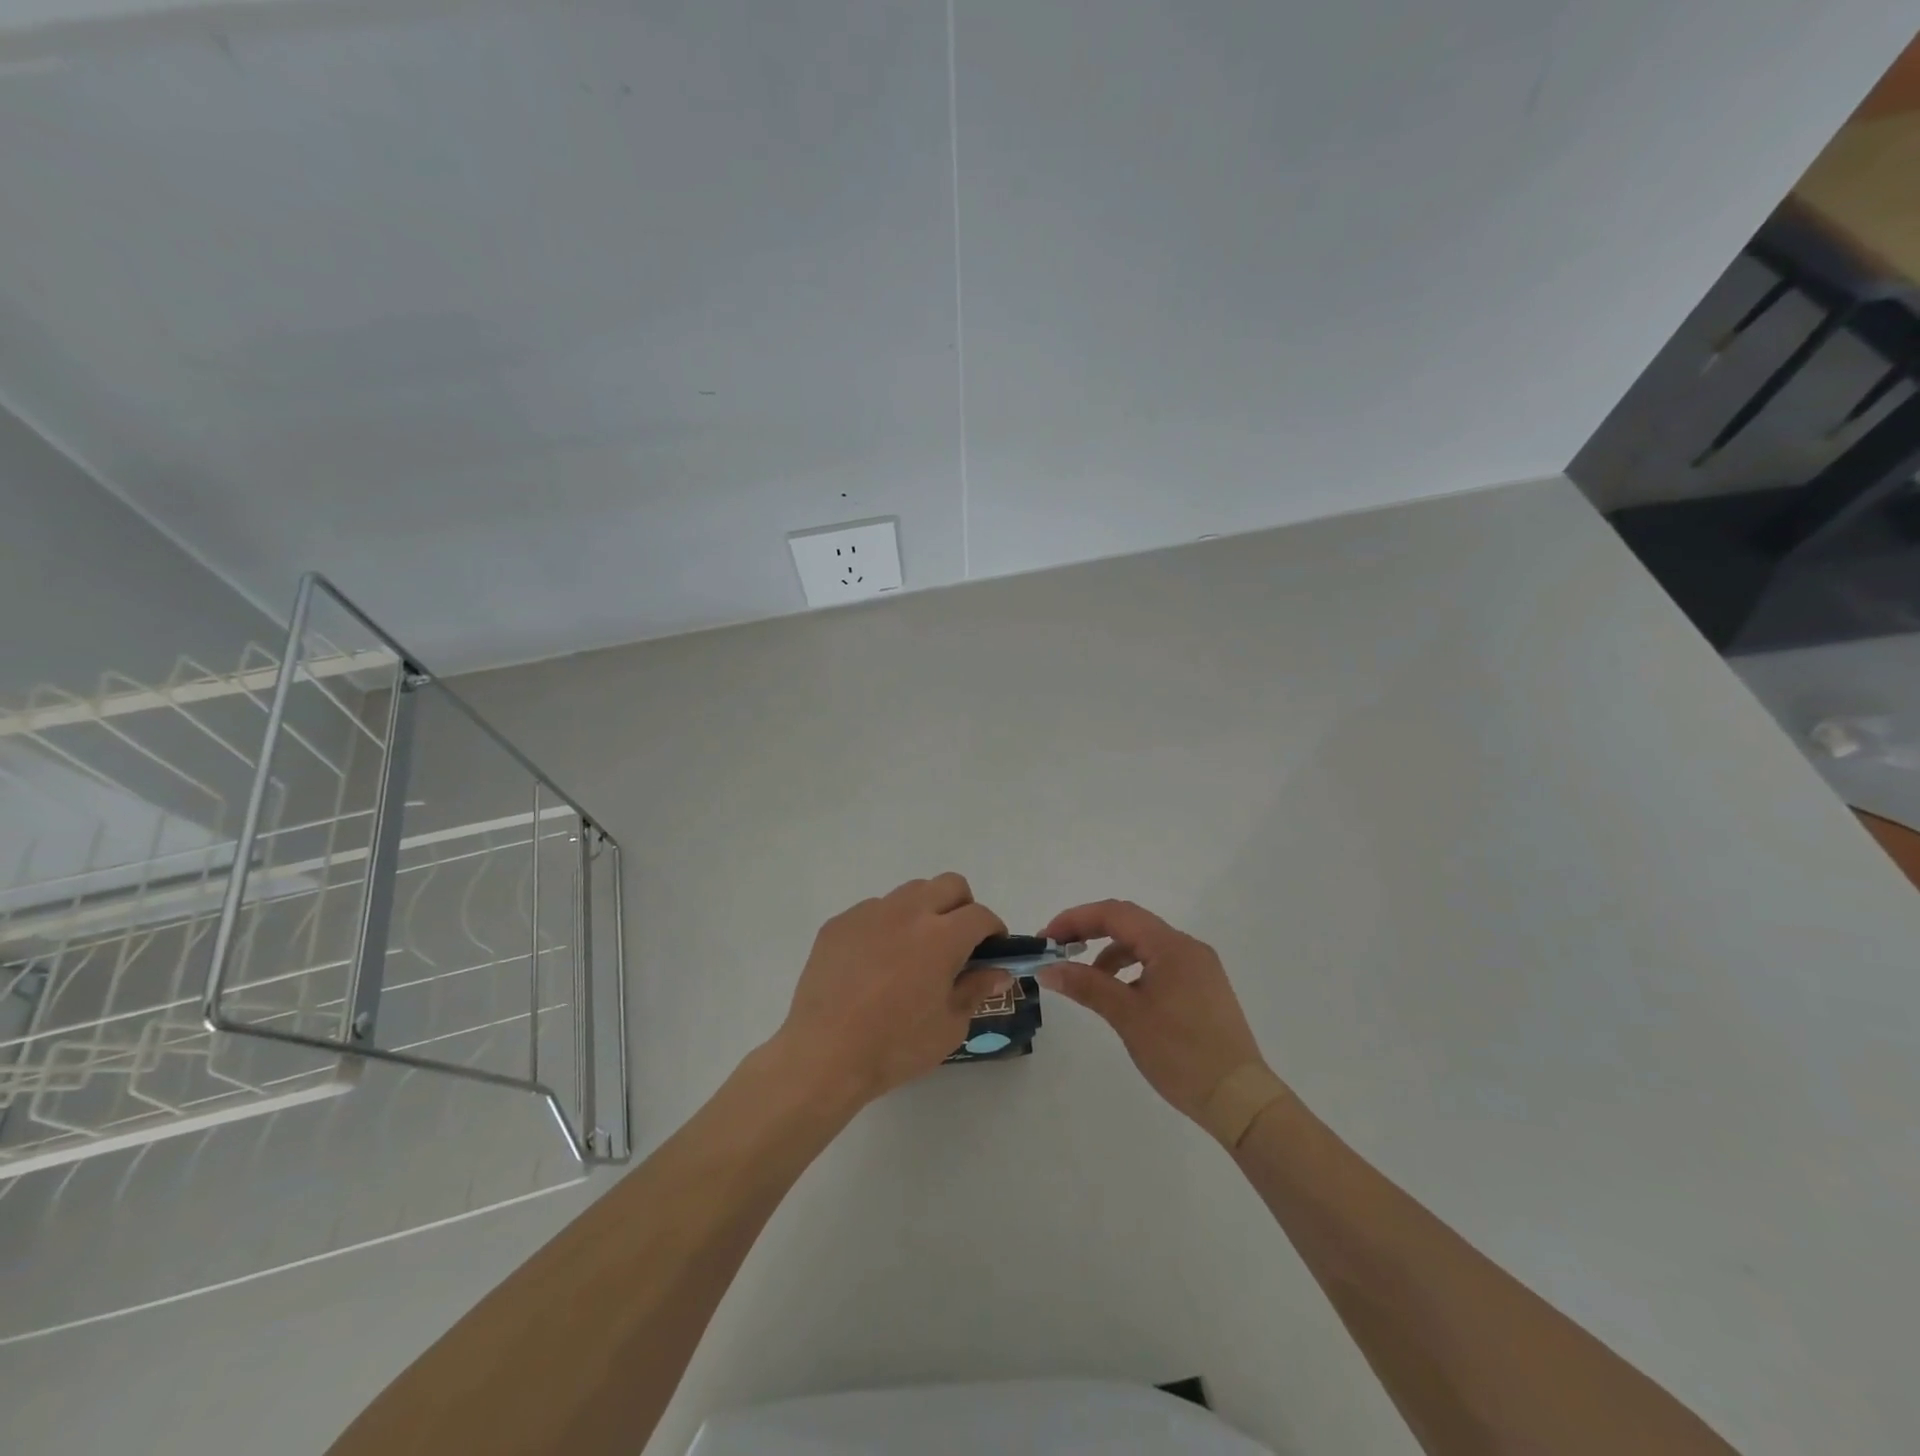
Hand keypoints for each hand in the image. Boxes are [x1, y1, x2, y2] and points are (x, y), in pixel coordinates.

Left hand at [772, 874, 1011, 1106]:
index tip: (992, 950)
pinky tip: (876, 963)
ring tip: (915, 951)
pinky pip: (874, 910)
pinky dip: (886, 926)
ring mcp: (869, 913)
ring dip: (924, 911)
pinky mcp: (839, 923)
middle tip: (958, 942)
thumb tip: (998, 971)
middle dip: (963, 906)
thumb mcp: (949, 1027)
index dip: (994, 930)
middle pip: (949, 884)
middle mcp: (908, 912)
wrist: (823, 1054)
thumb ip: (976, 990)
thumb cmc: (895, 1046)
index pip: (980, 914)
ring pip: (910, 892)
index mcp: (941, 936)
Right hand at [1039, 900, 1269, 1123]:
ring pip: (1145, 945)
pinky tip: (1120, 996)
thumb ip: (1086, 985)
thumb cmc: (1181, 1053)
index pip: (1115, 914)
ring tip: (1085, 980)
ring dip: (1111, 953)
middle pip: (1130, 924)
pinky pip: (1159, 964)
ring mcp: (1199, 968)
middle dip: (1090, 932)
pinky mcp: (1203, 989)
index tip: (1045, 939)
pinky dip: (1132, 970)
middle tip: (1057, 952)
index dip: (1075, 920)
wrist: (1240, 1100)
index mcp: (1171, 945)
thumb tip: (1047, 968)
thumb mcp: (1128, 1016)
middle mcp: (1187, 947)